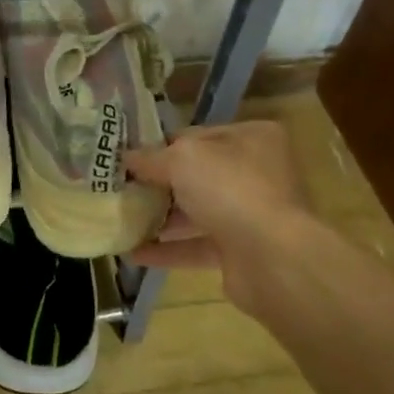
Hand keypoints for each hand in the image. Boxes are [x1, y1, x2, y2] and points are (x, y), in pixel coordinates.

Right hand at [126, 120, 310, 309]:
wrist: (273, 258)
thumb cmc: (231, 189)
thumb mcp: (182, 159)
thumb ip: (151, 157)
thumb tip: (126, 158)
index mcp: (252, 138)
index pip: (197, 135)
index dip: (160, 145)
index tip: (127, 157)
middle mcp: (257, 172)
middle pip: (197, 174)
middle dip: (158, 183)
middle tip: (120, 188)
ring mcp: (251, 213)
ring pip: (197, 211)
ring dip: (161, 217)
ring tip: (121, 219)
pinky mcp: (242, 251)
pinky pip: (197, 246)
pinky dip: (168, 250)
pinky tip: (134, 253)